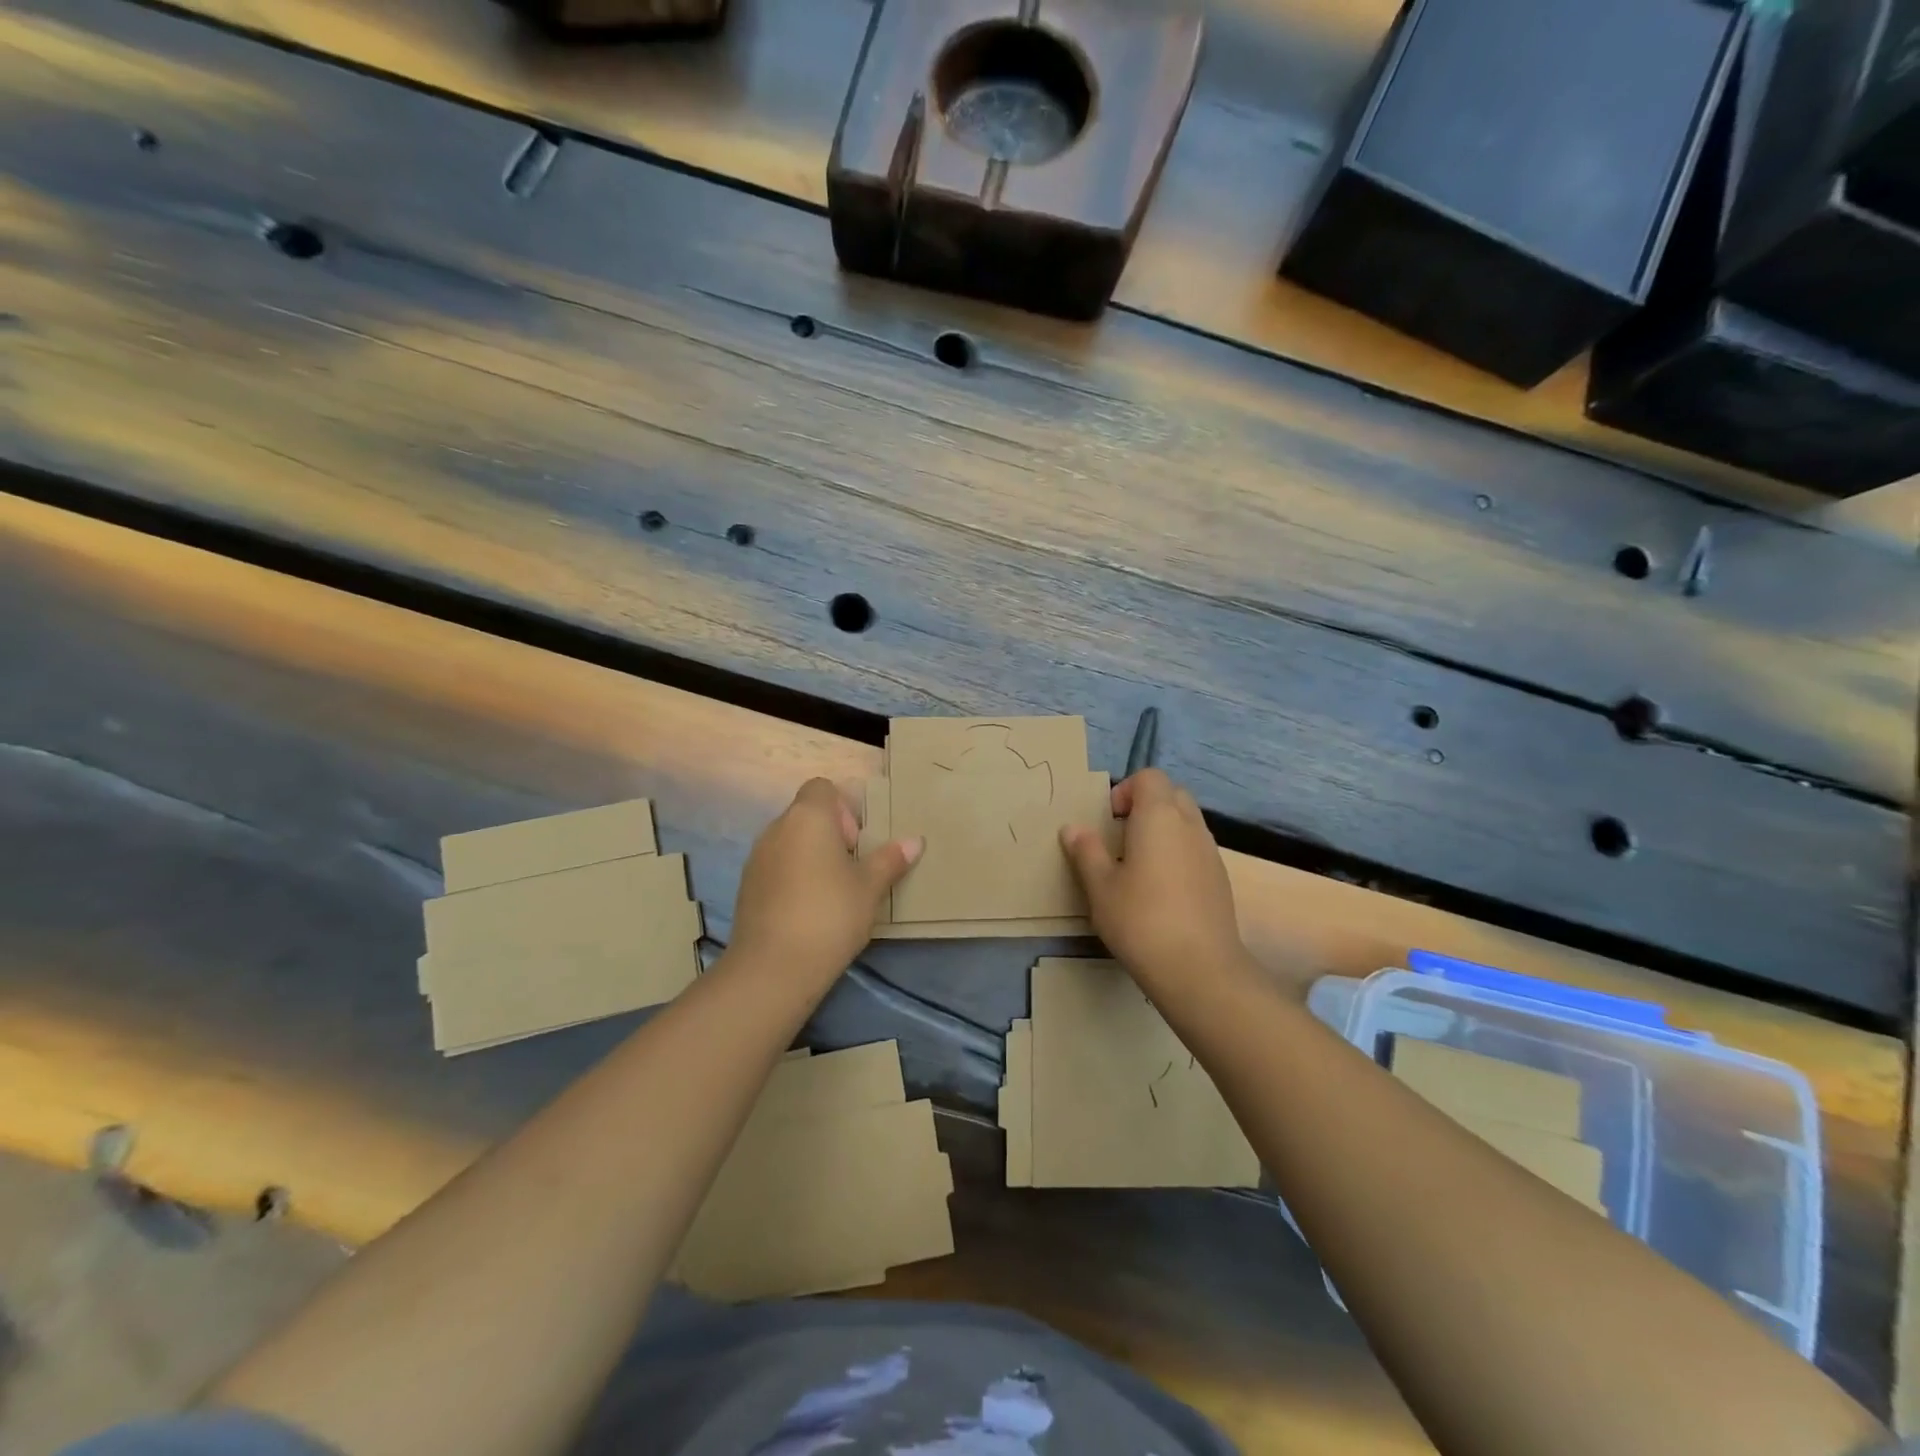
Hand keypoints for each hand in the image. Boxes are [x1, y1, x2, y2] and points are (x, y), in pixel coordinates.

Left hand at [727, 778, 921, 990]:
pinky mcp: (747, 887)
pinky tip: (810, 910)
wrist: (773, 968)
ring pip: (790, 842)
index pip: (821, 787)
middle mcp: (776, 828)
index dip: (843, 807)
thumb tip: (914, 841)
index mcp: (807, 817)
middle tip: (852, 869)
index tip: (857, 841)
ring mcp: (756, 858)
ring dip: (812, 856)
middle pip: (806, 814)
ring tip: (833, 892)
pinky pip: (776, 867)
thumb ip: (890, 859)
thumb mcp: (870, 887)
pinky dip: (793, 877)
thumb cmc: (830, 915)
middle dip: (831, 834)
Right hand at [1060, 769, 1251, 993]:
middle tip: (1121, 839)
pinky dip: (1178, 854)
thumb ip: (1086, 852)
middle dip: (1145, 806)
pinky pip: (1196, 848)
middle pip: (1171, 794)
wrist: (1200, 969)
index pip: (1149, 777)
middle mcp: (1190, 825)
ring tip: (1138, 866)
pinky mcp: (1220, 879)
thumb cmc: (1141, 920)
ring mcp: (1210, 851)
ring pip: (1186, 822)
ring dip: (1163, 830)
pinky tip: (1161, 891)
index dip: (1125, 790)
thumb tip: (1073, 828)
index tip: (1108, 821)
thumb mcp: (1100, 887)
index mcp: (1159, 816)